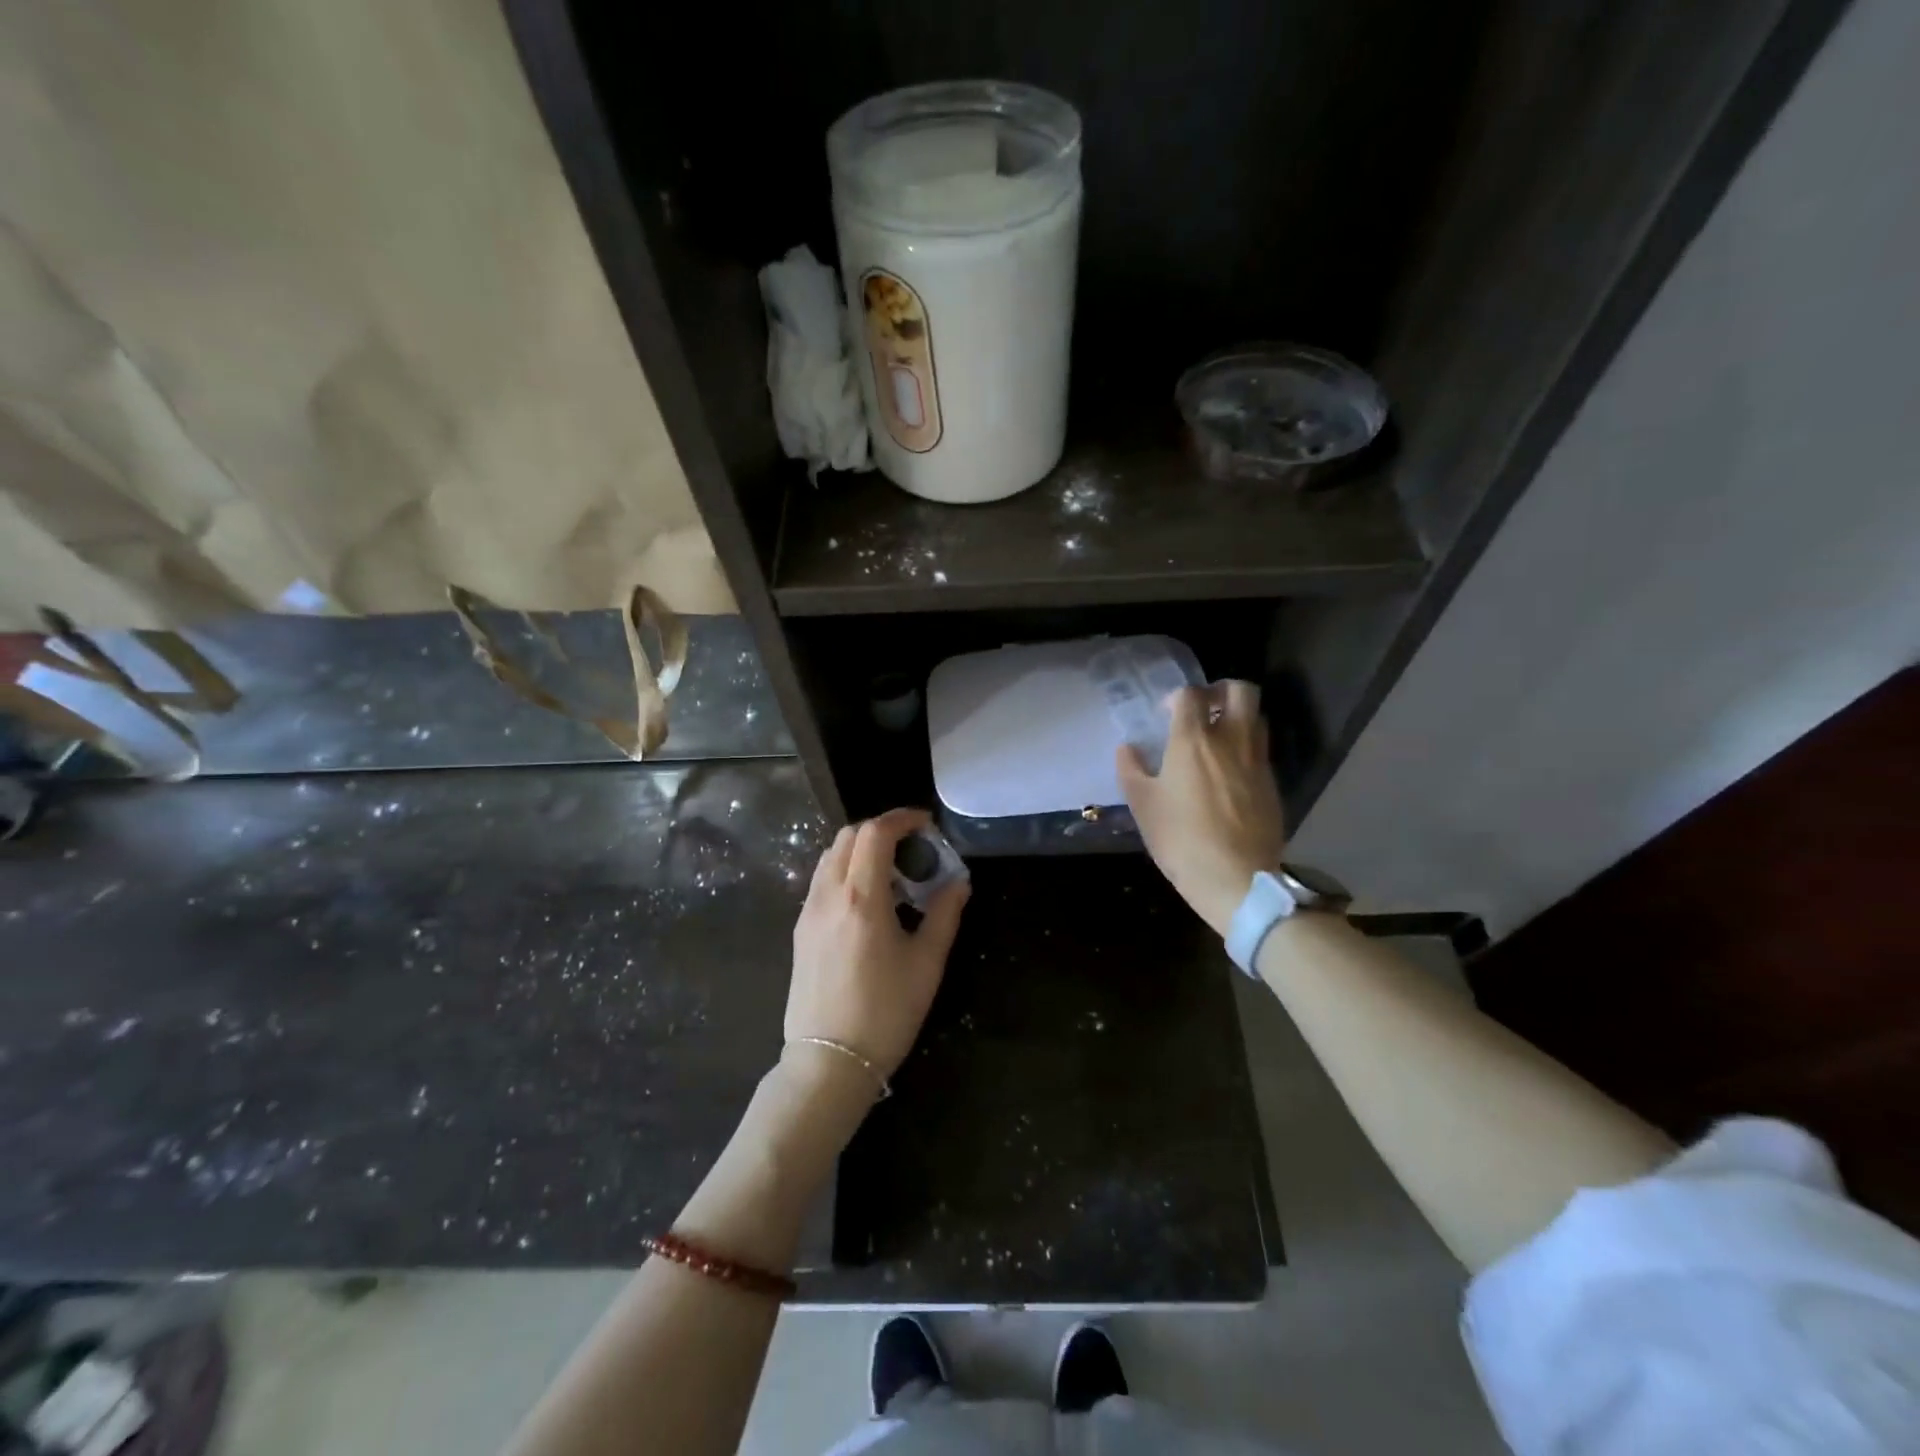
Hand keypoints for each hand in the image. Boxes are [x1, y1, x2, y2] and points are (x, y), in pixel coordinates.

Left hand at [786, 808, 969, 1076]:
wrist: (828, 1061)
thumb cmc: (885, 1013)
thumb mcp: (927, 963)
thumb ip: (945, 914)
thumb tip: (959, 881)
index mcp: (861, 897)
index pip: (875, 833)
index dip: (902, 818)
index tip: (926, 824)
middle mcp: (828, 894)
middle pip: (849, 836)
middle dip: (882, 829)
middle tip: (913, 847)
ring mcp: (808, 911)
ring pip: (830, 855)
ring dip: (861, 848)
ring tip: (892, 872)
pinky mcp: (800, 929)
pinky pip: (822, 880)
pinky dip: (845, 870)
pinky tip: (868, 898)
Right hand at [1118, 682, 1287, 937]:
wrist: (1237, 878)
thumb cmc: (1181, 839)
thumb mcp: (1143, 806)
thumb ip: (1131, 770)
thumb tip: (1128, 748)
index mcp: (1193, 740)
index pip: (1190, 695)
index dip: (1177, 697)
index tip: (1166, 713)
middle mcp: (1230, 739)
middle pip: (1240, 691)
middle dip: (1221, 691)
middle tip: (1204, 709)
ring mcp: (1257, 760)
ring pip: (1256, 717)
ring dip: (1238, 717)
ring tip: (1218, 738)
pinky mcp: (1272, 783)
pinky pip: (1261, 750)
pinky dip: (1246, 748)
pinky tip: (1230, 773)